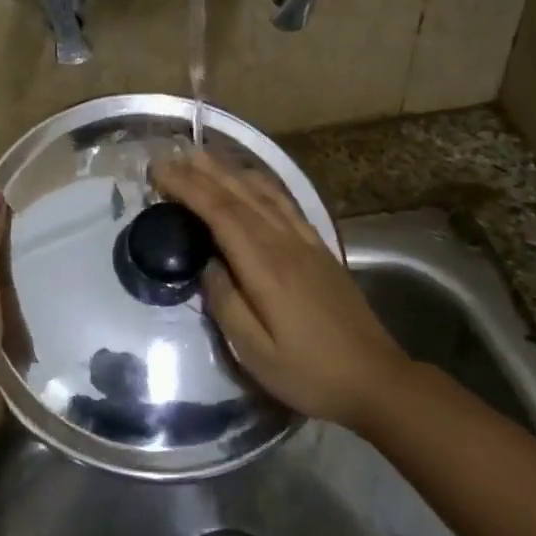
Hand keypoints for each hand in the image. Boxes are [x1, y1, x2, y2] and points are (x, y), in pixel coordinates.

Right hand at [151, 152, 411, 430]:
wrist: (376, 378)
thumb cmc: (310, 373)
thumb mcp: (256, 353)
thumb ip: (226, 304)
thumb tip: (207, 265)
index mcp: (266, 266)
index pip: (220, 213)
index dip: (188, 188)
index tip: (159, 172)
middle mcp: (285, 242)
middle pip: (239, 194)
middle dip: (201, 171)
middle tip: (169, 156)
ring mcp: (306, 242)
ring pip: (262, 193)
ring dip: (229, 170)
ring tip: (201, 157)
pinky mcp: (319, 248)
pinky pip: (285, 203)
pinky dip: (262, 183)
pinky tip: (251, 179)